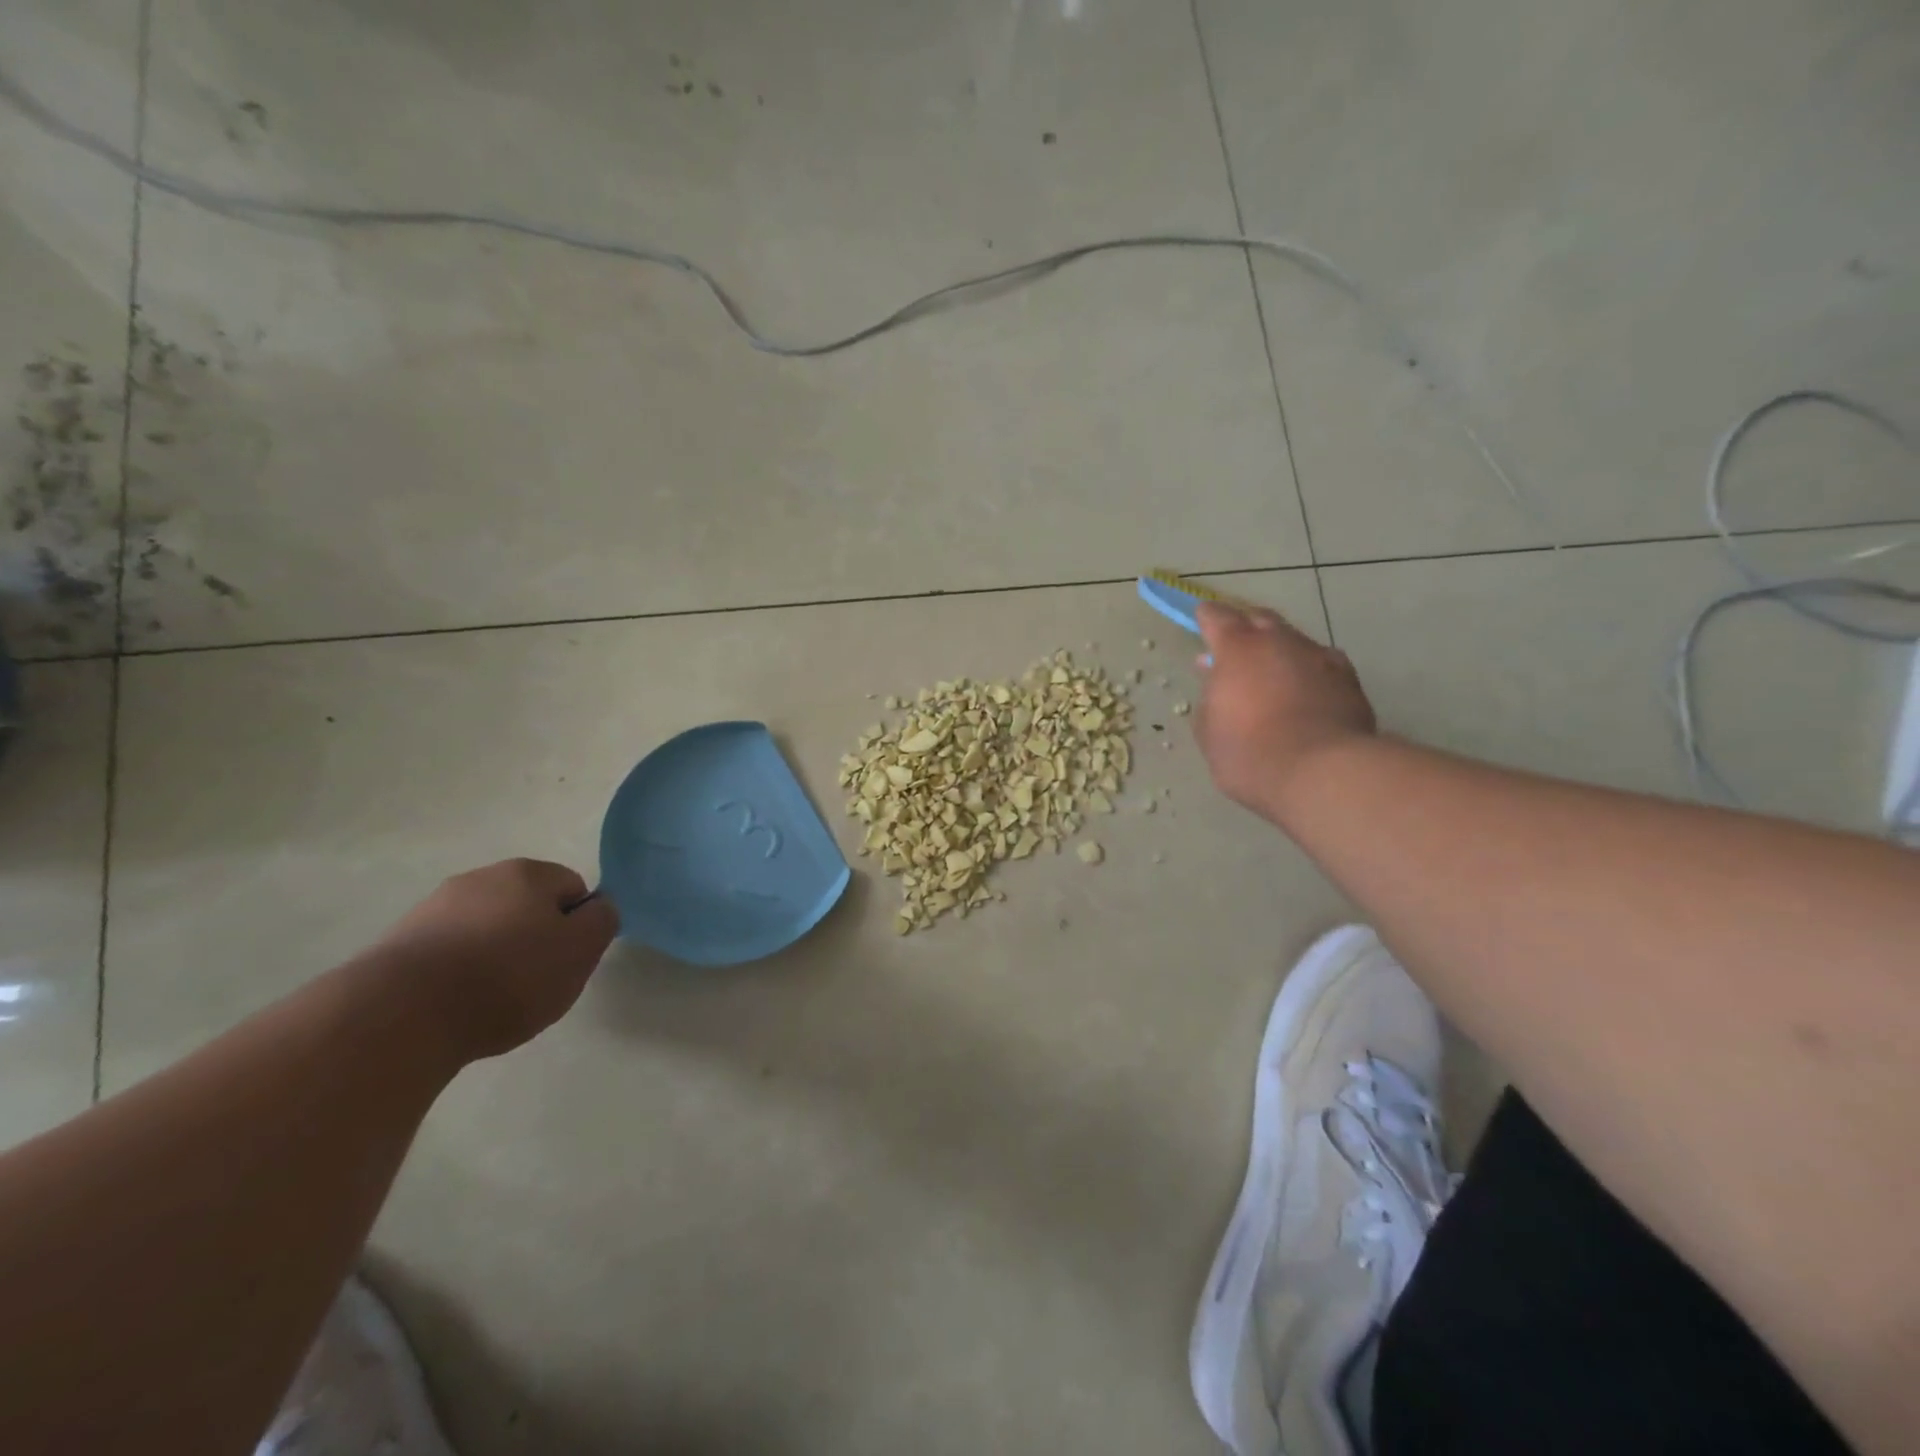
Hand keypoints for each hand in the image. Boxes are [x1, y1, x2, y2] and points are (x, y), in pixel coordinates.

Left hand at [364, 859, 619, 1060]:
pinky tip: (454, 1007)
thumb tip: (597, 908)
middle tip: (536, 983)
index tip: (568, 961)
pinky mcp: (397, 944)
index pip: (572, 888)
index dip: (578, 924)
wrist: (401, 1015)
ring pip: (484, 930)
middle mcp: (479, 878)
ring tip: (491, 1001)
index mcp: (527, 872)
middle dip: (534, 938)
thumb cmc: (509, 976)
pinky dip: (457, 975)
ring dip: (493, 957)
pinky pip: (447, 954)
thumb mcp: (580, 950)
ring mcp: (432, 909)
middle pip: (526, 906)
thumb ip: (602, 922)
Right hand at [1194, 602, 1376, 821]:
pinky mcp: (1349, 679)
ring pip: (1294, 641)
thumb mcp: (1209, 731)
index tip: (1202, 618)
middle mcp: (1280, 642)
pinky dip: (1309, 671)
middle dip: (1246, 628)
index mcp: (1238, 649)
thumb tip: (1217, 678)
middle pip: (1260, 619)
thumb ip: (1210, 697)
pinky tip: (1306, 690)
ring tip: (1273, 674)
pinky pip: (1322, 664)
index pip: (1217, 617)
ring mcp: (1319, 657)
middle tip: (1236, 646)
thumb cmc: (1249, 753)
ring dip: (1280, 651)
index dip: (1207, 617)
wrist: (1321, 773)